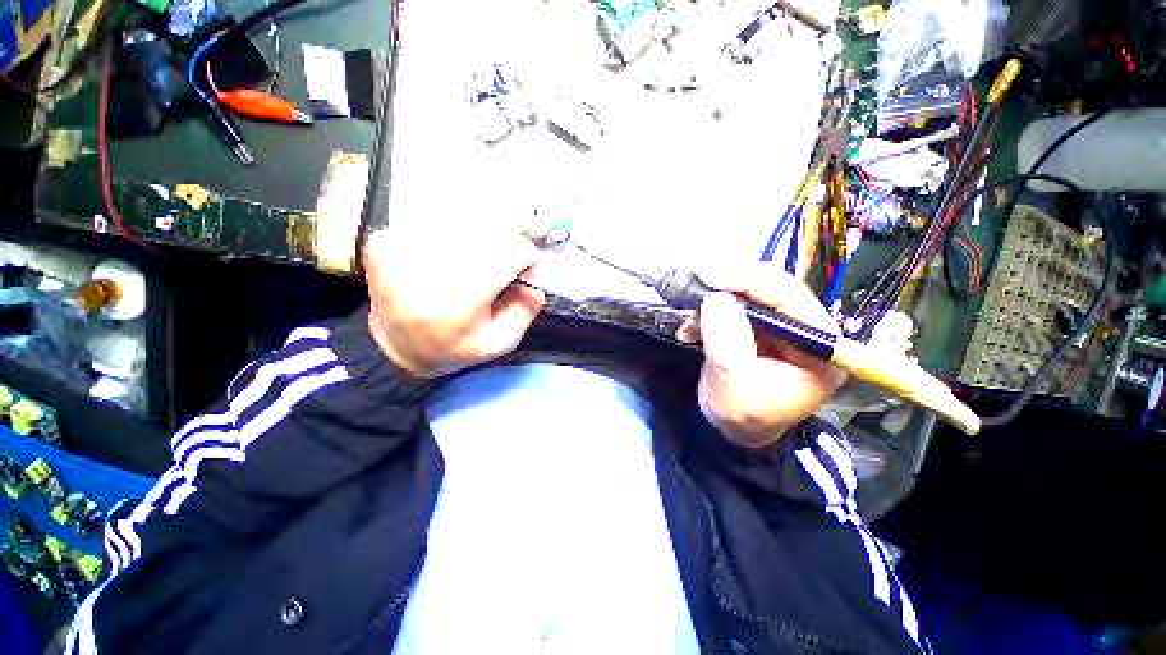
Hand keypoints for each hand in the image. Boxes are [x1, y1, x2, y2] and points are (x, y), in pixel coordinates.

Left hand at [363, 228, 545, 377]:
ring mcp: (398, 250)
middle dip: (510, 229)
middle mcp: (423, 272)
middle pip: (482, 230)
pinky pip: (437, 222)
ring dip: (485, 228)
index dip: (526, 252)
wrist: (395, 347)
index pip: (502, 257)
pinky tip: (461, 248)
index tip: (533, 256)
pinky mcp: (384, 240)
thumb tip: (535, 267)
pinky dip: (458, 230)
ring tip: (494, 241)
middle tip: (529, 227)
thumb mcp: (501, 341)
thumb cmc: (453, 347)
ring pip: (460, 220)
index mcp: (456, 305)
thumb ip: (526, 306)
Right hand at [677, 266, 846, 447]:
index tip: (711, 274)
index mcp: (820, 346)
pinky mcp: (759, 325)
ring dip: (716, 297)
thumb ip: (727, 341)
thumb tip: (715, 298)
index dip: (749, 280)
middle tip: (697, 280)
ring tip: (691, 316)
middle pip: (773, 287)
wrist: (737, 429)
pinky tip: (692, 326)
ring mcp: (782, 325)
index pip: (790, 297)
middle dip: (731, 283)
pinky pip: (735, 304)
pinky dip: (710, 310)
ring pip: (751, 292)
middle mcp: (807, 328)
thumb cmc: (743, 416)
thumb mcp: (733, 384)